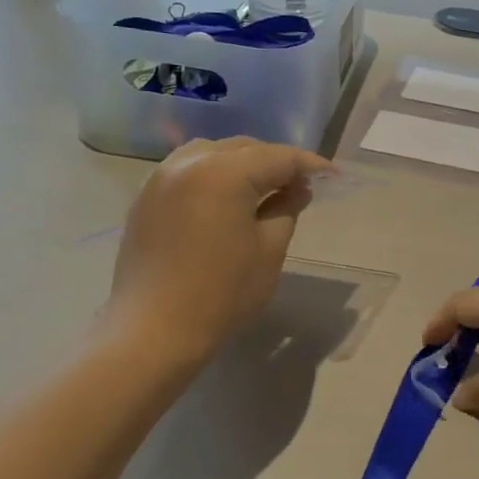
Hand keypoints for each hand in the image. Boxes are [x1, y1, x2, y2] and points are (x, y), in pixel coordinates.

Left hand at [106, 138, 331, 362]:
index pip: (278, 157)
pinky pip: (189, 170)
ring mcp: (161, 178)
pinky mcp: (146, 198)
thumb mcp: (269, 251)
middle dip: (276, 162)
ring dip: (243, 164)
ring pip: (213, 154)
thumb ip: (287, 209)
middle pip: (244, 148)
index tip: (332, 176)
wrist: (153, 330)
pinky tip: (227, 199)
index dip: (309, 165)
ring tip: (264, 189)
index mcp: (225, 173)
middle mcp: (190, 163)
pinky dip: (214, 175)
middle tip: (301, 185)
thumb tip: (298, 188)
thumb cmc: (221, 293)